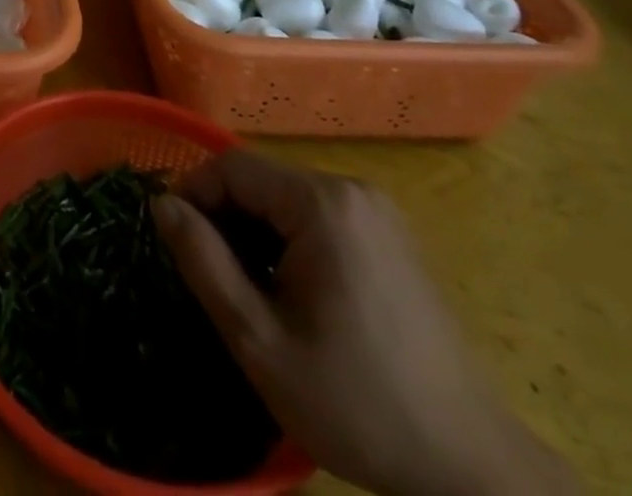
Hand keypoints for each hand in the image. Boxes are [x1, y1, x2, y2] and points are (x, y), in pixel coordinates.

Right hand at [152, 153, 578, 495]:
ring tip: (247, 290)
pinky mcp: (390, 236)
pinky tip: (292, 293)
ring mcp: (377, 211)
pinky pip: (319, 216)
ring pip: (287, 198)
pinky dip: (289, 241)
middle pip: (262, 180)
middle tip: (209, 276)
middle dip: (225, 218)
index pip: (232, 166)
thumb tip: (161, 204)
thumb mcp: (260, 340)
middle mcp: (351, 189)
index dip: (193, 194)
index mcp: (322, 203)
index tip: (174, 242)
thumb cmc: (356, 403)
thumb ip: (203, 261)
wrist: (470, 468)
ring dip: (255, 231)